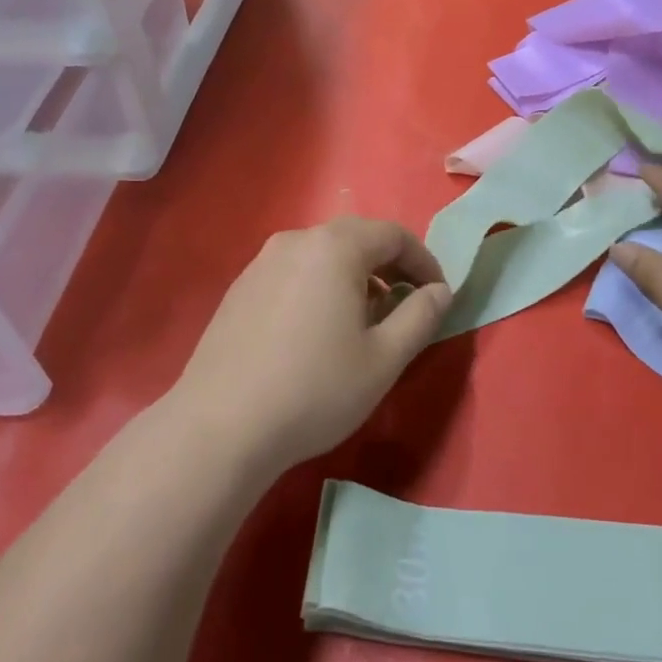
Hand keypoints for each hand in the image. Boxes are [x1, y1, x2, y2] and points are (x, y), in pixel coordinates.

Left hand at [170, 217, 452, 477]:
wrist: (221, 426)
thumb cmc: (315, 388)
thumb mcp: (384, 358)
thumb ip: (421, 316)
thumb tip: (440, 291)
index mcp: (335, 247)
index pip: (394, 235)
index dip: (424, 262)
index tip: (438, 296)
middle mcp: (296, 241)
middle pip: (356, 238)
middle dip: (389, 267)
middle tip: (405, 306)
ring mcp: (261, 263)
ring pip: (322, 256)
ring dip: (354, 277)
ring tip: (363, 322)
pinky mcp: (239, 288)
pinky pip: (294, 273)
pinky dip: (319, 288)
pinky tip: (317, 332)